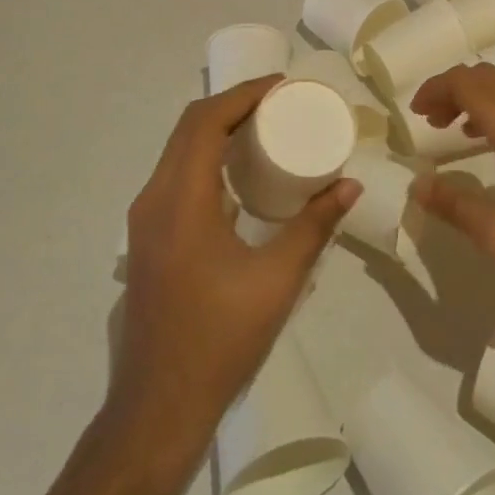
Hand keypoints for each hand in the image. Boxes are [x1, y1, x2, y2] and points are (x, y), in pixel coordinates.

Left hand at [115, 78, 359, 441]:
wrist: (157, 408)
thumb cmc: (220, 340)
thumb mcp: (278, 280)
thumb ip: (315, 226)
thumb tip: (350, 183)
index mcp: (181, 201)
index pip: (206, 122)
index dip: (243, 95)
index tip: (281, 86)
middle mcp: (153, 200)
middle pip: (188, 128)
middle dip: (233, 105)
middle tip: (278, 101)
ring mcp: (144, 220)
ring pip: (178, 151)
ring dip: (217, 129)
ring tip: (263, 127)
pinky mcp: (148, 238)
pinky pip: (175, 176)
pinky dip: (206, 158)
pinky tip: (239, 174)